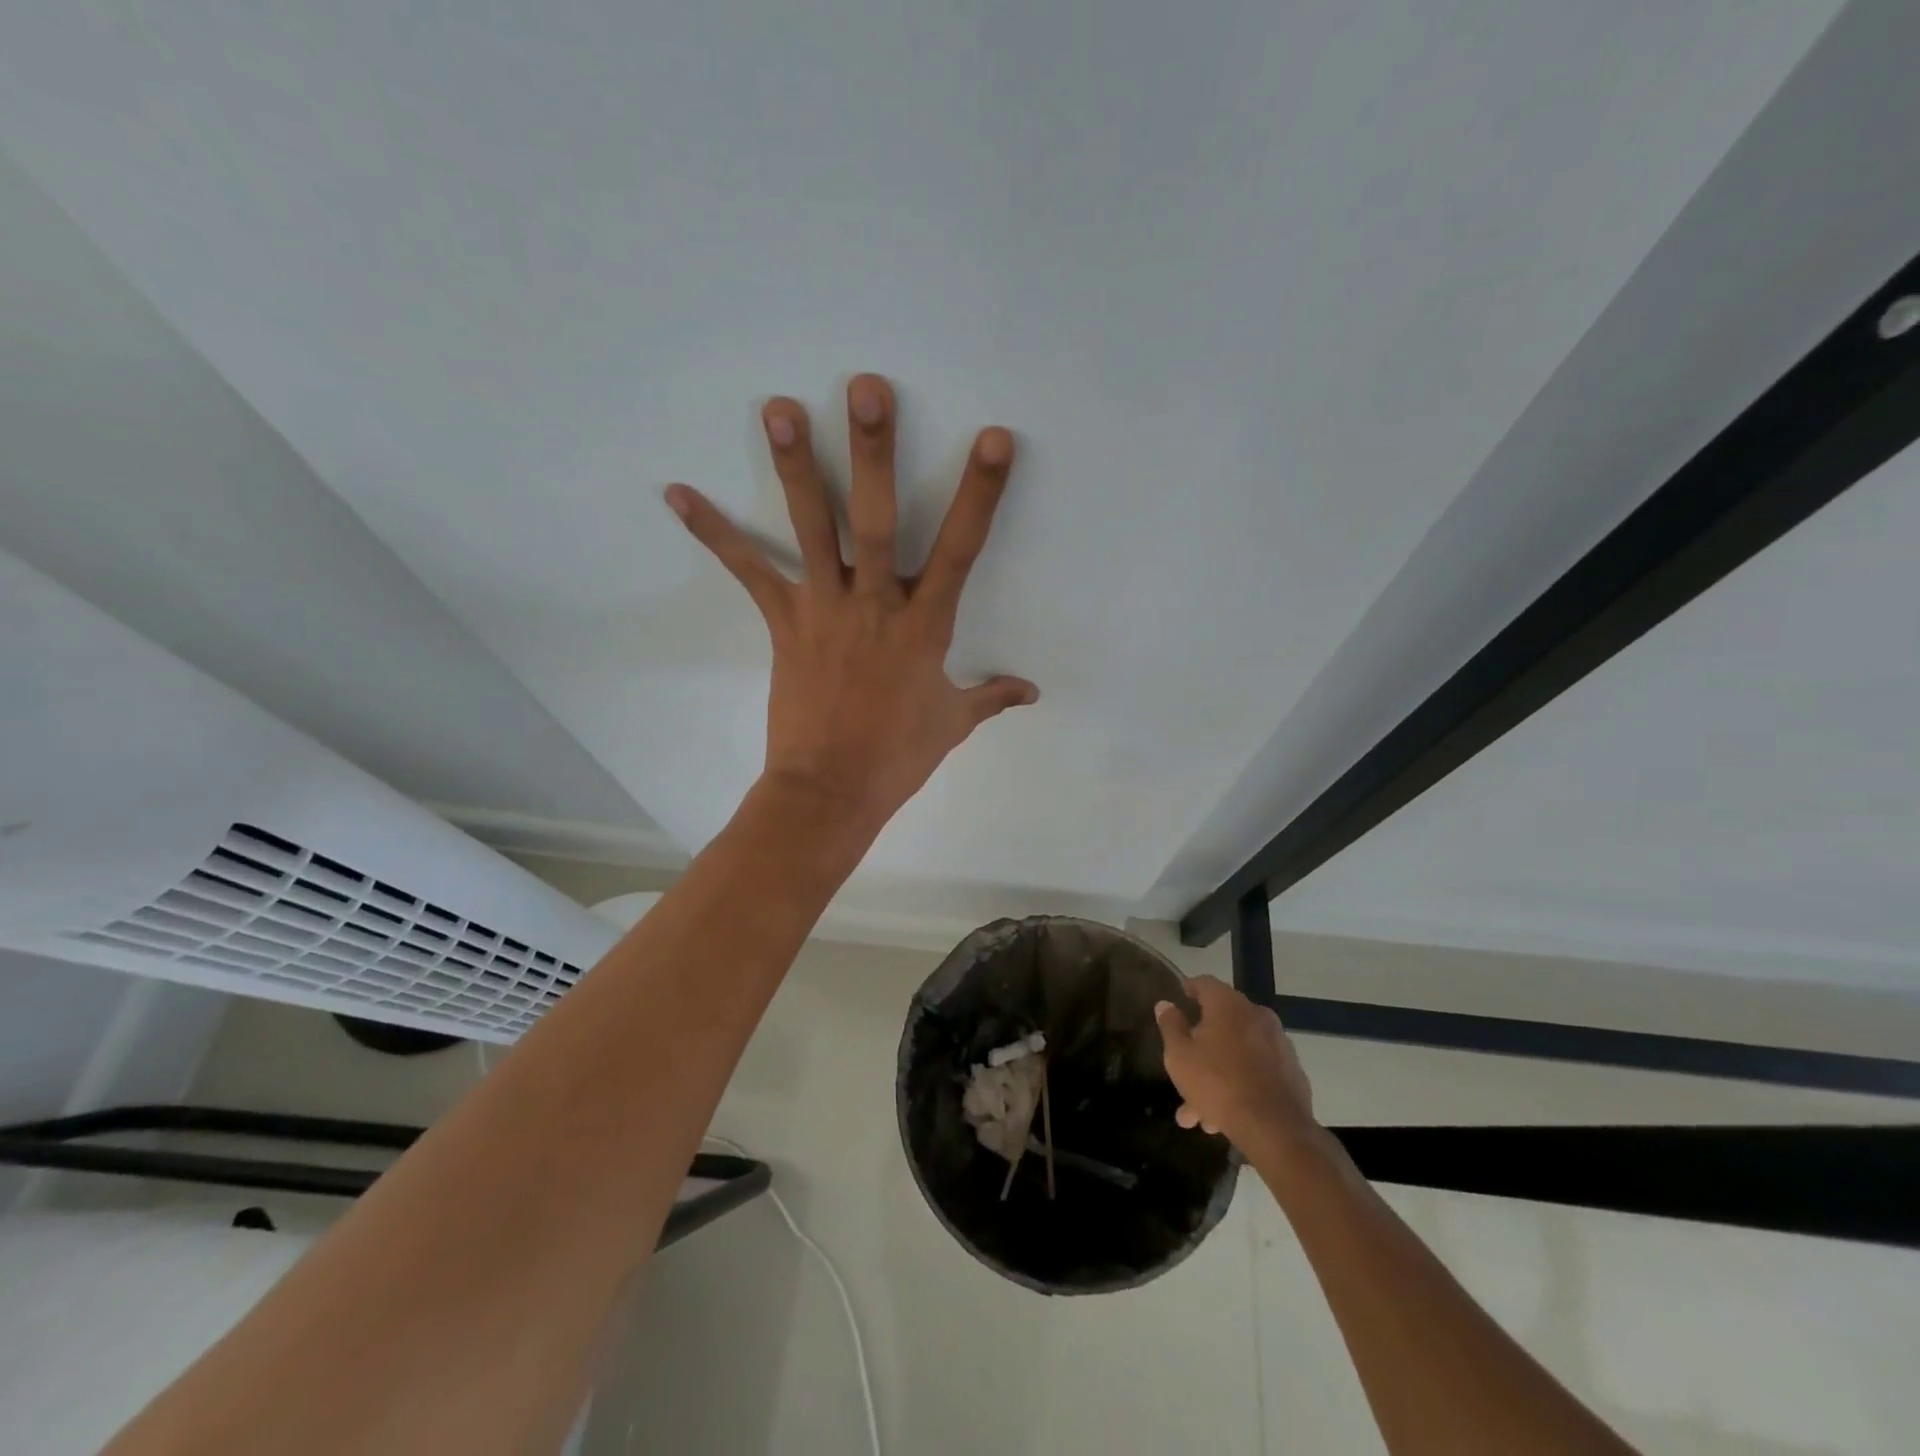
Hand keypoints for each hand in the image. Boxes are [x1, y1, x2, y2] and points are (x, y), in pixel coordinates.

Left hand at [666, 374, 1037, 830]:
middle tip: (865, 389)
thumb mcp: (952, 724)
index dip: (979, 494)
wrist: (830, 792)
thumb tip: (1033, 692)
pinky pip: (748, 572)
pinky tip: (676, 492)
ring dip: (797, 468)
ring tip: (779, 407)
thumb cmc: (896, 758)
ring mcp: (824, 611)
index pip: (960, 550)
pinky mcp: (784, 624)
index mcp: (924, 627)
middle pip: (876, 521)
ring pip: (812, 530)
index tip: (992, 439)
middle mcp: (874, 605)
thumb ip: (992, 697)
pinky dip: (714, 532)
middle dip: (874, 455)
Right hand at [1156, 975, 1316, 1147]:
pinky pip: (1257, 1071)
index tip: (1180, 999)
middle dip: (1200, 1048)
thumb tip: (1166, 1004)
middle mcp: (1257, 1016)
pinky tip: (1224, 1117)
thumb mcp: (1179, 1055)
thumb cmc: (1218, 1083)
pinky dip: (1240, 1084)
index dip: (1190, 989)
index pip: (1205, 983)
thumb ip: (1171, 1026)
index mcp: (1229, 1005)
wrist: (1275, 1130)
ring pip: (1238, 1053)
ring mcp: (1279, 1044)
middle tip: (1183, 1070)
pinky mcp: (1292, 1073)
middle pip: (1222, 1024)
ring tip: (1199, 1113)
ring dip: (1217, 1075)